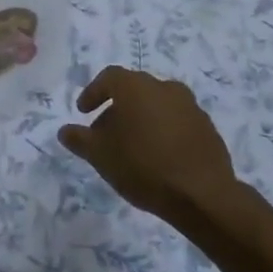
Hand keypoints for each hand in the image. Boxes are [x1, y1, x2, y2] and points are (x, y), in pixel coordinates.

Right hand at [58, 67, 244, 228]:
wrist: (201, 194)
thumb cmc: (142, 166)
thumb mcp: (100, 155)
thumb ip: (79, 139)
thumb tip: (65, 130)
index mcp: (136, 86)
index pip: (109, 78)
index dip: (93, 93)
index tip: (83, 112)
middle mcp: (164, 87)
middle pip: (134, 90)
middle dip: (116, 109)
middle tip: (105, 133)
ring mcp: (190, 106)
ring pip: (157, 105)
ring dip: (141, 119)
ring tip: (131, 147)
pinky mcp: (207, 127)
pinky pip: (177, 121)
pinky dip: (163, 131)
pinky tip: (158, 156)